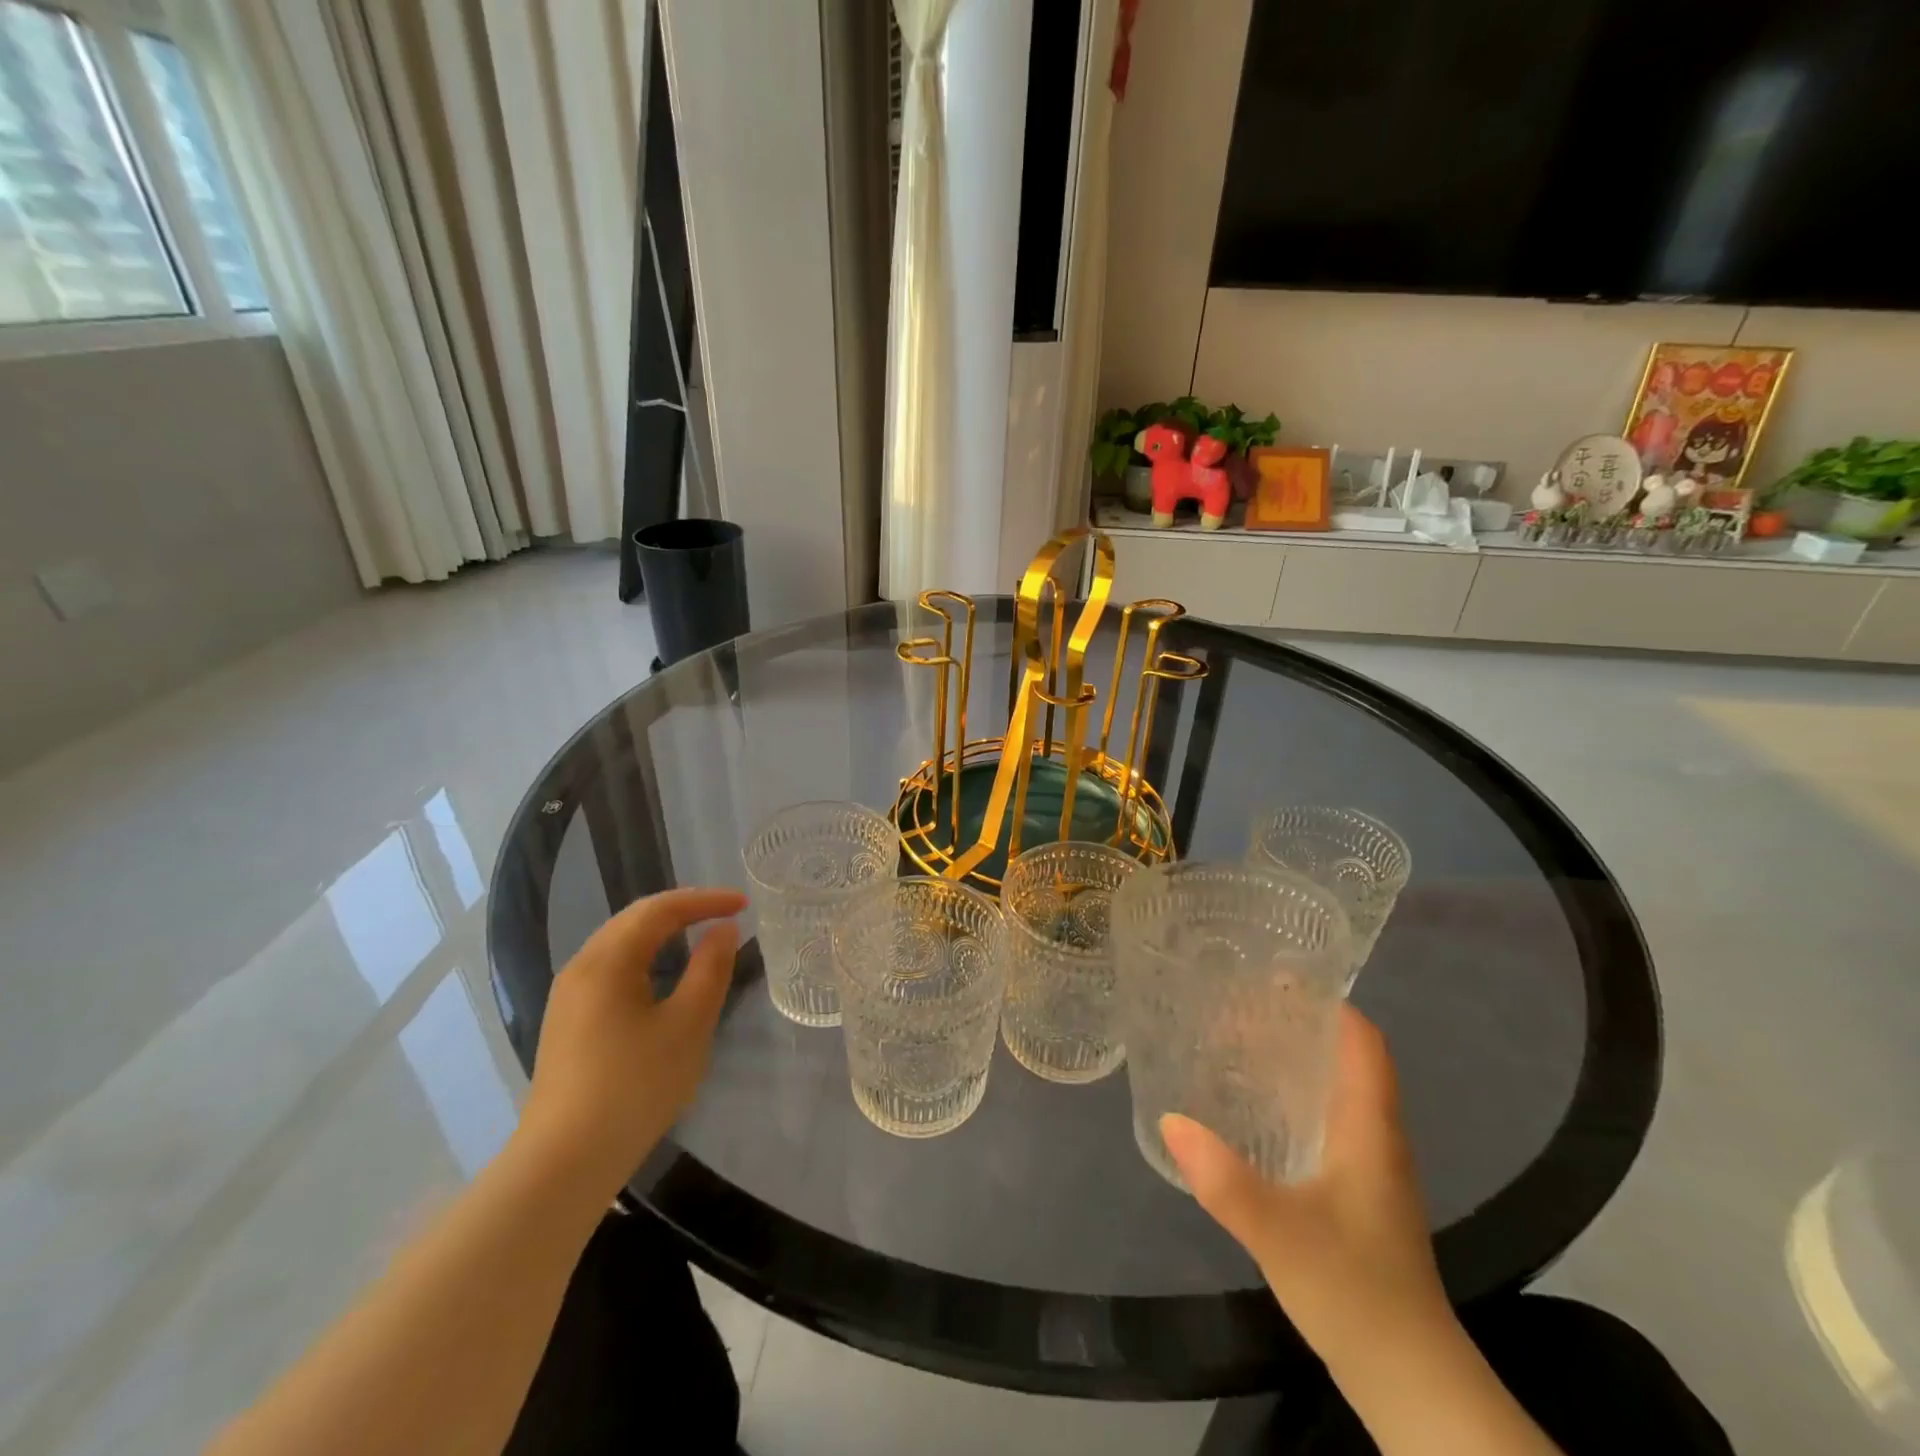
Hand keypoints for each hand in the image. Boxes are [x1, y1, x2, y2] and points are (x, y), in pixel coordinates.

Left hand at [515, 887, 745, 1200]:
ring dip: (662, 931)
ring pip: (620, 943)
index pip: (660, 909)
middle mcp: (581, 966)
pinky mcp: (568, 1022)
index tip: (743, 904)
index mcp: (608, 960)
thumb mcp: (688, 1025)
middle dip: (683, 909)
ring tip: (700, 935)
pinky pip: (611, 967)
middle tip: (725, 913)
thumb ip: (710, 970)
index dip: (705, 900)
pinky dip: (645, 956)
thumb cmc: (635, 1087)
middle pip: (635, 919)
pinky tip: (663, 976)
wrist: (564, 1163)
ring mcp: (568, 996)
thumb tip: (723, 930)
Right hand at [1160, 1005, 1451, 1373]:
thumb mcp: (1281, 1233)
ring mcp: (1369, 1168)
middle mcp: (1375, 1137)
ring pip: (1333, 1090)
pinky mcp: (1356, 1193)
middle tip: (1235, 1006)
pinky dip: (1290, 1099)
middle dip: (1295, 1025)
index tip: (1275, 976)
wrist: (1410, 1382)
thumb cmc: (1356, 1292)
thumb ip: (1225, 1179)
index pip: (1363, 1042)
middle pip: (1343, 1058)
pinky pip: (1324, 1121)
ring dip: (1291, 1061)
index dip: (1328, 1002)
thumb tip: (1171, 1119)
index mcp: (1370, 1128)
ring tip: (1234, 1044)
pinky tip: (1251, 1110)